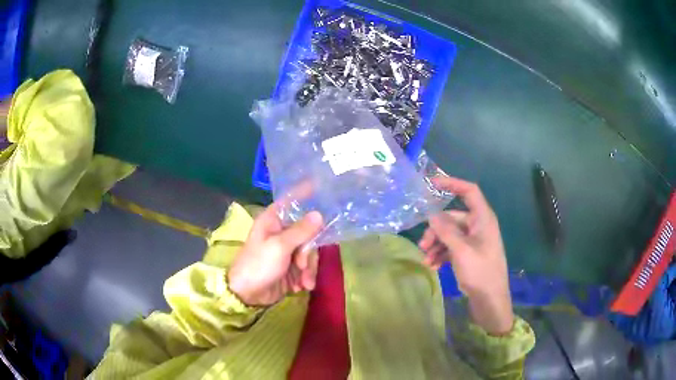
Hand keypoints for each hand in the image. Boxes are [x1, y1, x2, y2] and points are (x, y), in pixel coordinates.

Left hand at [228, 203, 322, 306]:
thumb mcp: (280, 247)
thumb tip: (319, 214)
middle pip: (308, 232)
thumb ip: (301, 231)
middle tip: (302, 265)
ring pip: (310, 251)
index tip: (323, 187)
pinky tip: (300, 287)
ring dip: (309, 269)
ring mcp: (287, 249)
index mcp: (274, 220)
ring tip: (303, 283)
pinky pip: (307, 266)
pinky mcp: (291, 266)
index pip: (293, 200)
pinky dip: (306, 277)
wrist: (248, 295)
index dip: (307, 194)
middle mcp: (282, 231)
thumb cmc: (258, 265)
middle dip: (309, 253)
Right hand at [419, 176, 513, 334]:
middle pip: (453, 218)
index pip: (469, 192)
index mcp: (482, 219)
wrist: (490, 301)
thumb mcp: (461, 250)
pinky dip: (441, 254)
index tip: (432, 184)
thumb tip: (432, 214)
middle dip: (436, 230)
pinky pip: (452, 248)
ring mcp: (474, 241)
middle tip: (423, 244)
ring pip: (450, 234)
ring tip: (426, 259)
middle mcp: (478, 226)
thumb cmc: (480, 272)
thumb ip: (446, 230)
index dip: (452, 183)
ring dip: (436, 244)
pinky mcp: (469, 254)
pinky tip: (432, 266)